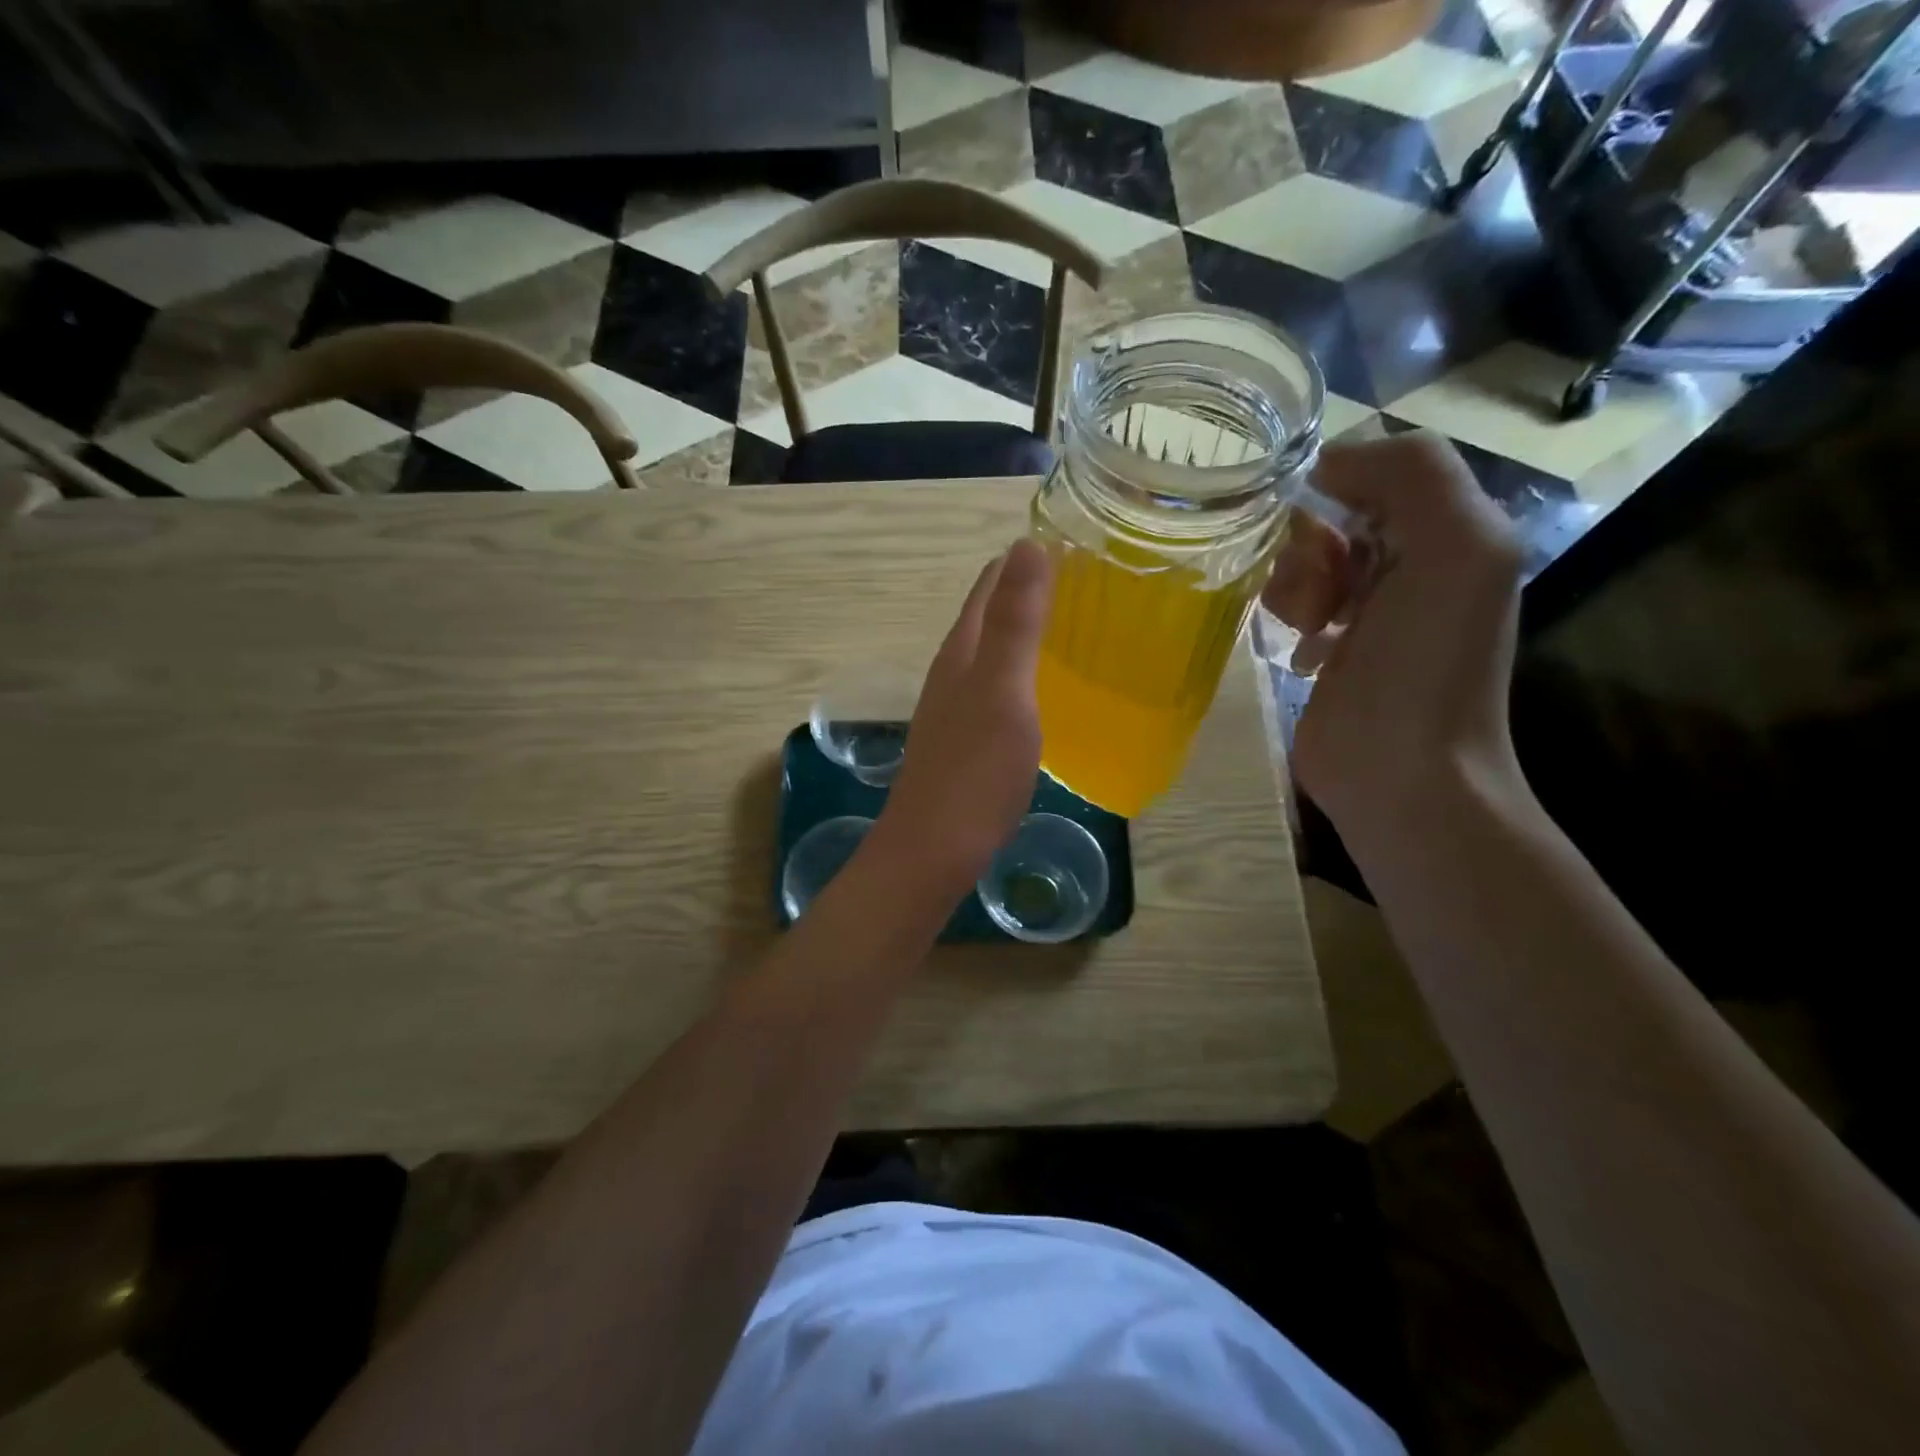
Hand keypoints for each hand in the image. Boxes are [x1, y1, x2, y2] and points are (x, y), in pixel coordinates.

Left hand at [866, 537, 1053, 901]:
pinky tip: (1048, 692)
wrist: (935, 849)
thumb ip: (1014, 623)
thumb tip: (1026, 544)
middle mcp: (953, 673)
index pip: (989, 585)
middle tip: (1090, 583)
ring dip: (1026, 634)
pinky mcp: (967, 742)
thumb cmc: (973, 770)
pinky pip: (998, 690)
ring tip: (1075, 627)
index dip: (1024, 560)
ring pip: (992, 654)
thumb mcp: (1002, 690)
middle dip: (1028, 592)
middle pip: (988, 616)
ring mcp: (956, 710)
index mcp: (962, 652)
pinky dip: (1025, 675)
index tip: (1075, 544)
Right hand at [1262, 432, 1525, 847]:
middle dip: (1315, 546)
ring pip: (1303, 559)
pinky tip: (1307, 652)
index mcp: (1451, 533)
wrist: (1401, 773)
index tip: (1316, 523)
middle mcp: (1410, 564)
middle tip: (1324, 594)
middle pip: (1334, 515)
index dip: (1341, 485)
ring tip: (1312, 627)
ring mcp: (1366, 610)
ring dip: (1298, 585)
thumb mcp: (1457, 548)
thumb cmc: (1427, 663)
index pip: (1381, 470)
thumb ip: (1413, 475)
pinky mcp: (1326, 649)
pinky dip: (1289, 617)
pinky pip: (1288, 603)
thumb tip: (1327, 464)